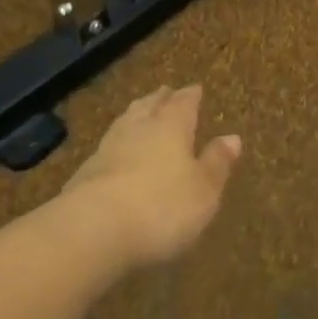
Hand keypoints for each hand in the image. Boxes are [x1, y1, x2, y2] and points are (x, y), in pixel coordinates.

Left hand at [63, 85, 240, 268]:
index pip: (183, 102)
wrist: (92, 230)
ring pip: (125, 122)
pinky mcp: (84, 174)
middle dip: (160, 99)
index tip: (195, 88)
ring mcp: (108, 148)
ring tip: (141, 112)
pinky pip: (107, 148)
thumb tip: (233, 137)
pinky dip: (116, 144)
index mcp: (172, 126)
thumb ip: (217, 163)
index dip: (191, 96)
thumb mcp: (203, 191)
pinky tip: (116, 152)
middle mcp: (139, 128)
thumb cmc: (161, 207)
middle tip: (166, 92)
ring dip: (135, 115)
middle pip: (150, 105)